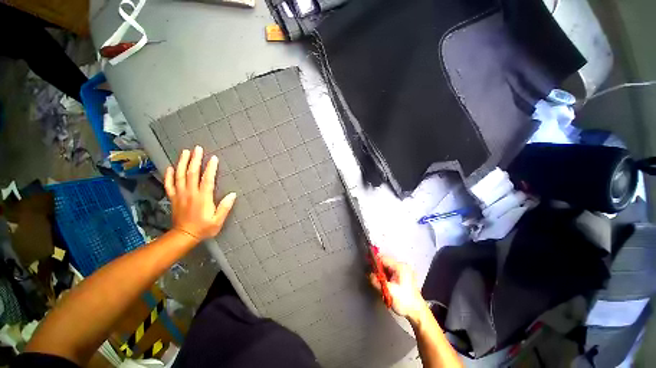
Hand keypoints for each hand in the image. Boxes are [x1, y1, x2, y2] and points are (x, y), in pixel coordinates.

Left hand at [164, 146, 236, 240]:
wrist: (184, 236)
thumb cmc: (204, 228)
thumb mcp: (218, 221)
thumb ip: (225, 207)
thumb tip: (233, 194)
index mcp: (202, 198)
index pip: (207, 179)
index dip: (210, 168)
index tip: (213, 158)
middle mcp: (190, 193)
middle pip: (191, 173)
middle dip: (195, 160)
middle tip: (197, 148)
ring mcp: (180, 195)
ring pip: (179, 175)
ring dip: (182, 163)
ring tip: (185, 152)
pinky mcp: (173, 198)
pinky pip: (169, 184)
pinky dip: (169, 175)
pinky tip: (170, 167)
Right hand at [369, 255, 425, 322]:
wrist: (417, 313)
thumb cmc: (404, 301)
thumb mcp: (388, 291)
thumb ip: (377, 282)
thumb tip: (369, 274)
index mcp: (400, 266)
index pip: (383, 258)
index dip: (374, 262)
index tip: (368, 267)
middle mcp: (402, 266)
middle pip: (385, 262)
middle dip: (378, 269)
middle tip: (373, 277)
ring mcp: (404, 270)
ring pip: (387, 267)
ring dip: (382, 274)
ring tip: (379, 282)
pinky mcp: (403, 276)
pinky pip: (391, 272)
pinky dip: (386, 276)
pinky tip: (385, 284)